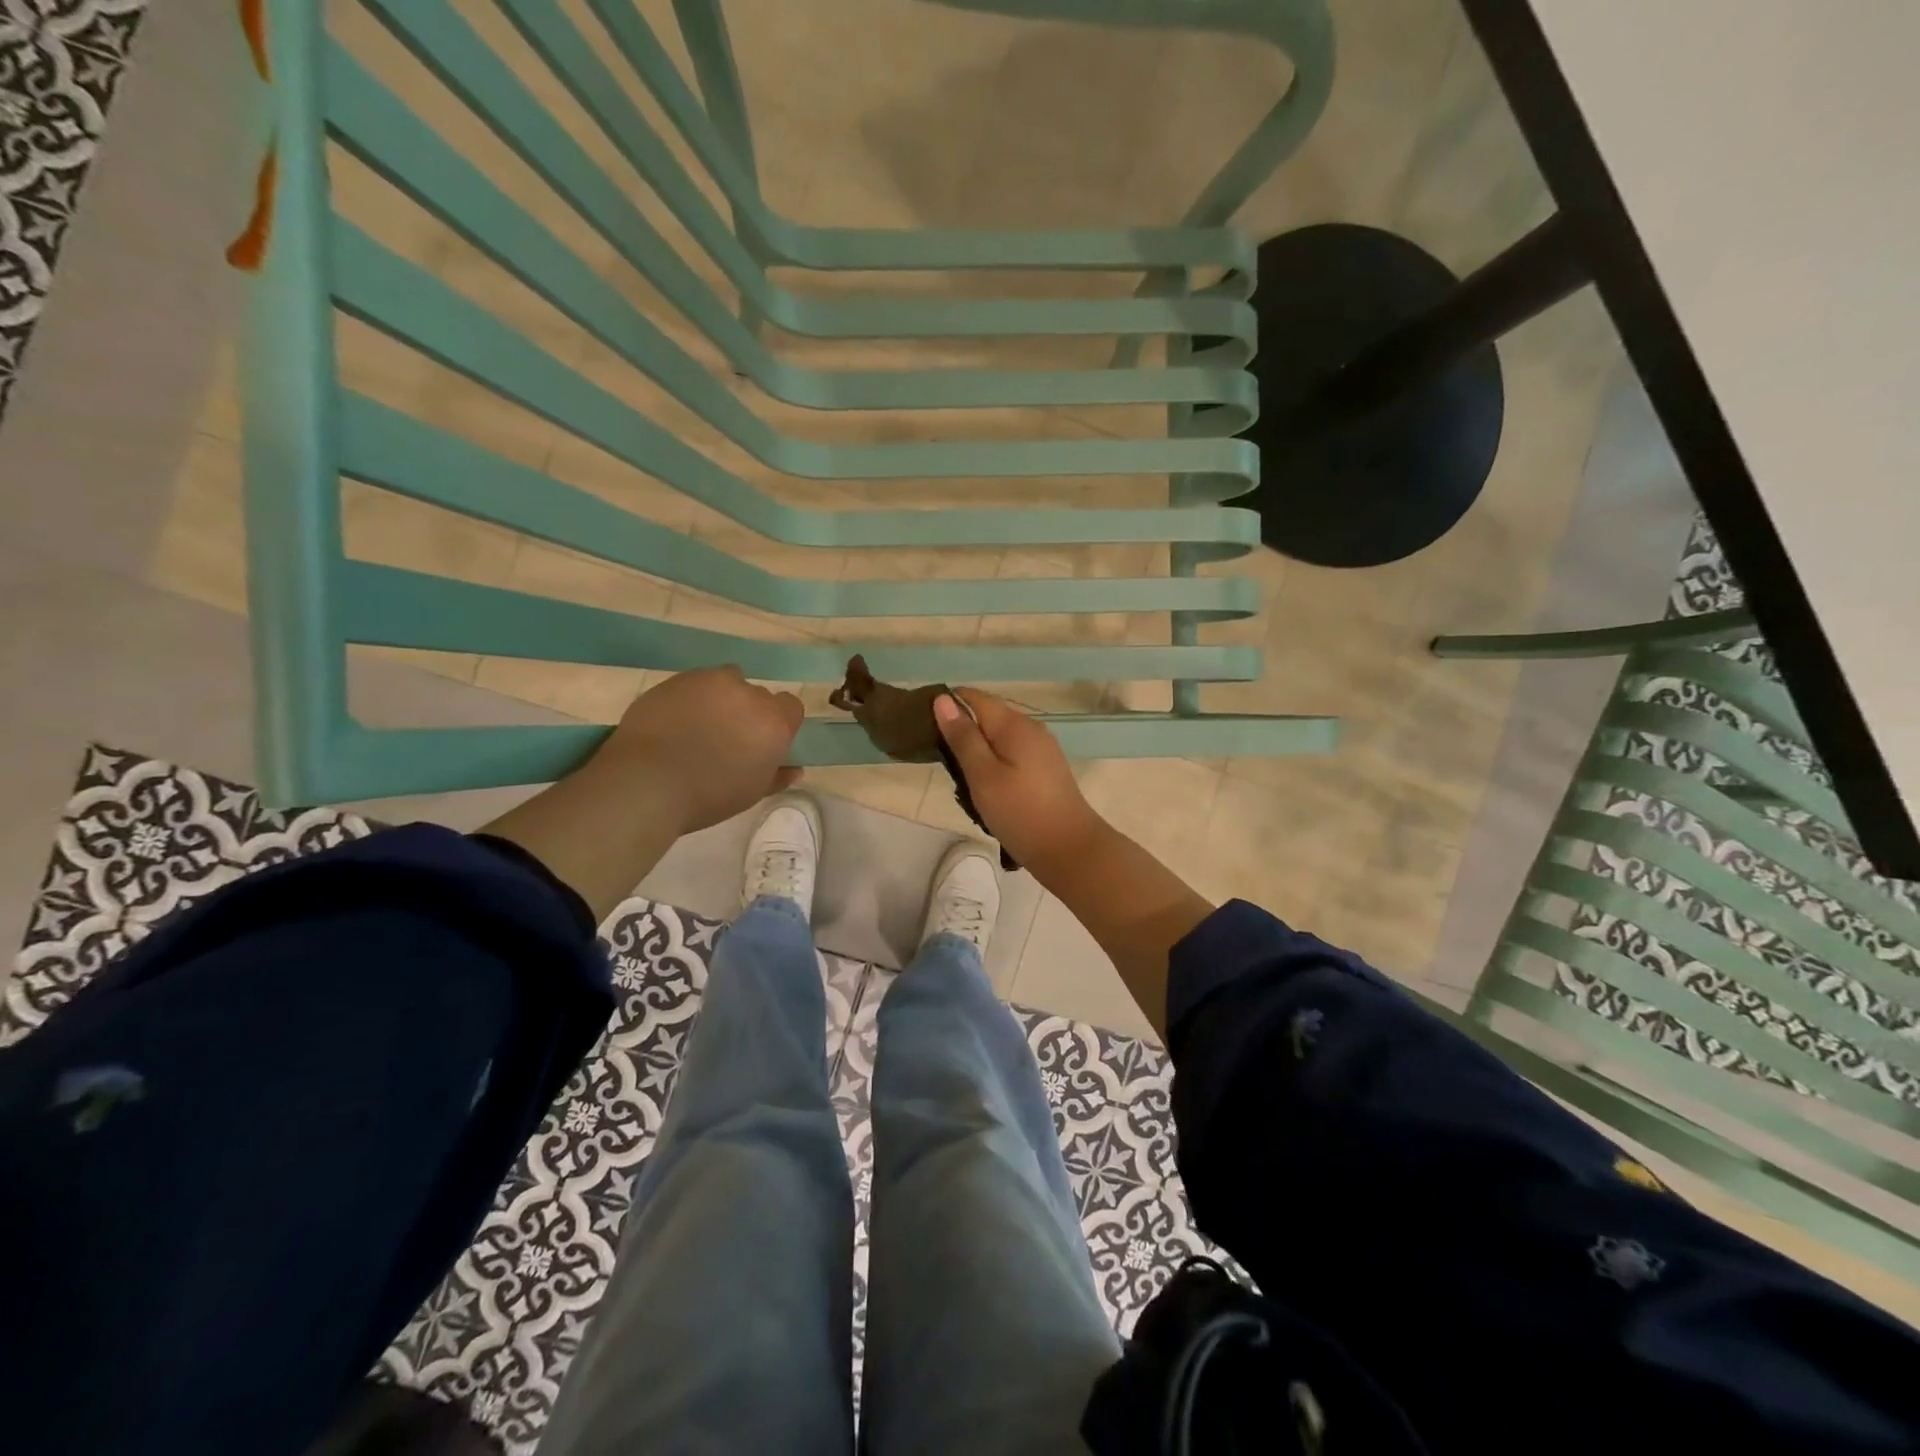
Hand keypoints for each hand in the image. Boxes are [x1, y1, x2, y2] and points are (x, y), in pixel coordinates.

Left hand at [594, 667, 802, 834]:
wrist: (646, 783)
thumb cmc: (708, 796)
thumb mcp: (751, 793)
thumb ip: (777, 776)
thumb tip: (794, 768)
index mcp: (773, 723)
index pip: (790, 707)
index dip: (779, 722)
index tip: (761, 742)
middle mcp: (748, 694)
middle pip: (758, 695)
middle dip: (748, 712)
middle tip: (728, 738)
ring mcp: (710, 681)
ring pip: (726, 682)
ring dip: (721, 699)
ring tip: (699, 726)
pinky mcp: (677, 679)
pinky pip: (694, 684)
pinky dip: (691, 698)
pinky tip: (674, 722)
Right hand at [933, 689, 1110, 877]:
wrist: (1070, 850)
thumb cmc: (1021, 812)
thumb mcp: (983, 775)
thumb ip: (963, 737)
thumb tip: (943, 700)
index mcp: (1014, 724)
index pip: (975, 697)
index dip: (948, 704)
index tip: (924, 727)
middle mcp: (1031, 728)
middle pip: (988, 716)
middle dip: (962, 732)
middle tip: (941, 762)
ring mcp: (1041, 749)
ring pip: (999, 739)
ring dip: (978, 753)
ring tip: (961, 781)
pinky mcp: (1045, 769)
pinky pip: (1011, 756)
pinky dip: (994, 766)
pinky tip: (986, 790)